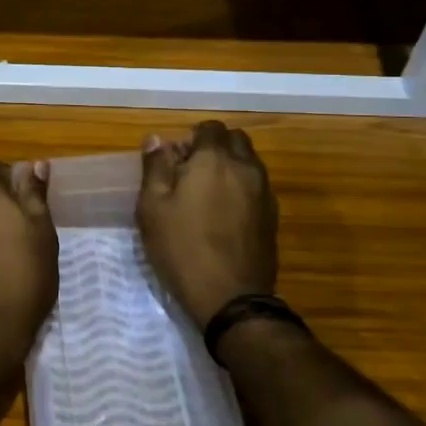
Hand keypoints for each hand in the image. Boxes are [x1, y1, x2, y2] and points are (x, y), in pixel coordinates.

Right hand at [136, 121, 277, 328]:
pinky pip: (256, 186)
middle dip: (215, 147)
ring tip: (206, 195)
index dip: (190, 138)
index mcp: (214, 160)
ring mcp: (263, 192)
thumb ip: (155, 167)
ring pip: (249, 162)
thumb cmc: (182, 248)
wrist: (231, 297)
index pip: (209, 128)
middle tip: (191, 172)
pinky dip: (241, 188)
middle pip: (235, 140)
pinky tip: (224, 214)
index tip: (175, 160)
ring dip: (230, 167)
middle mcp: (245, 167)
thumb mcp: (153, 207)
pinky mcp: (272, 216)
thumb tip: (157, 139)